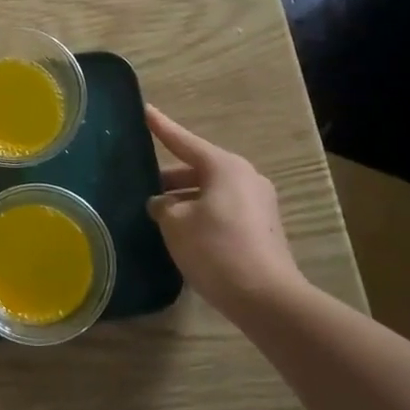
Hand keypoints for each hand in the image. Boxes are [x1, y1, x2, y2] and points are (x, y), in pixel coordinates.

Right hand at [145, 106, 305, 318]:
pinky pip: (224, 210)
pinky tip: (184, 233)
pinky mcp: (262, 228)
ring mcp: (259, 203)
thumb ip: (163, 206)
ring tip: (159, 214)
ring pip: (211, 191)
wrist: (266, 298)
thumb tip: (162, 204)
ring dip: (185, 199)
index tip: (144, 110)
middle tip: (143, 185)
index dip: (161, 127)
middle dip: (171, 178)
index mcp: (224, 167)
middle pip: (199, 169)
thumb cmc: (216, 250)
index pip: (183, 141)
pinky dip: (202, 214)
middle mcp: (245, 177)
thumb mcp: (176, 224)